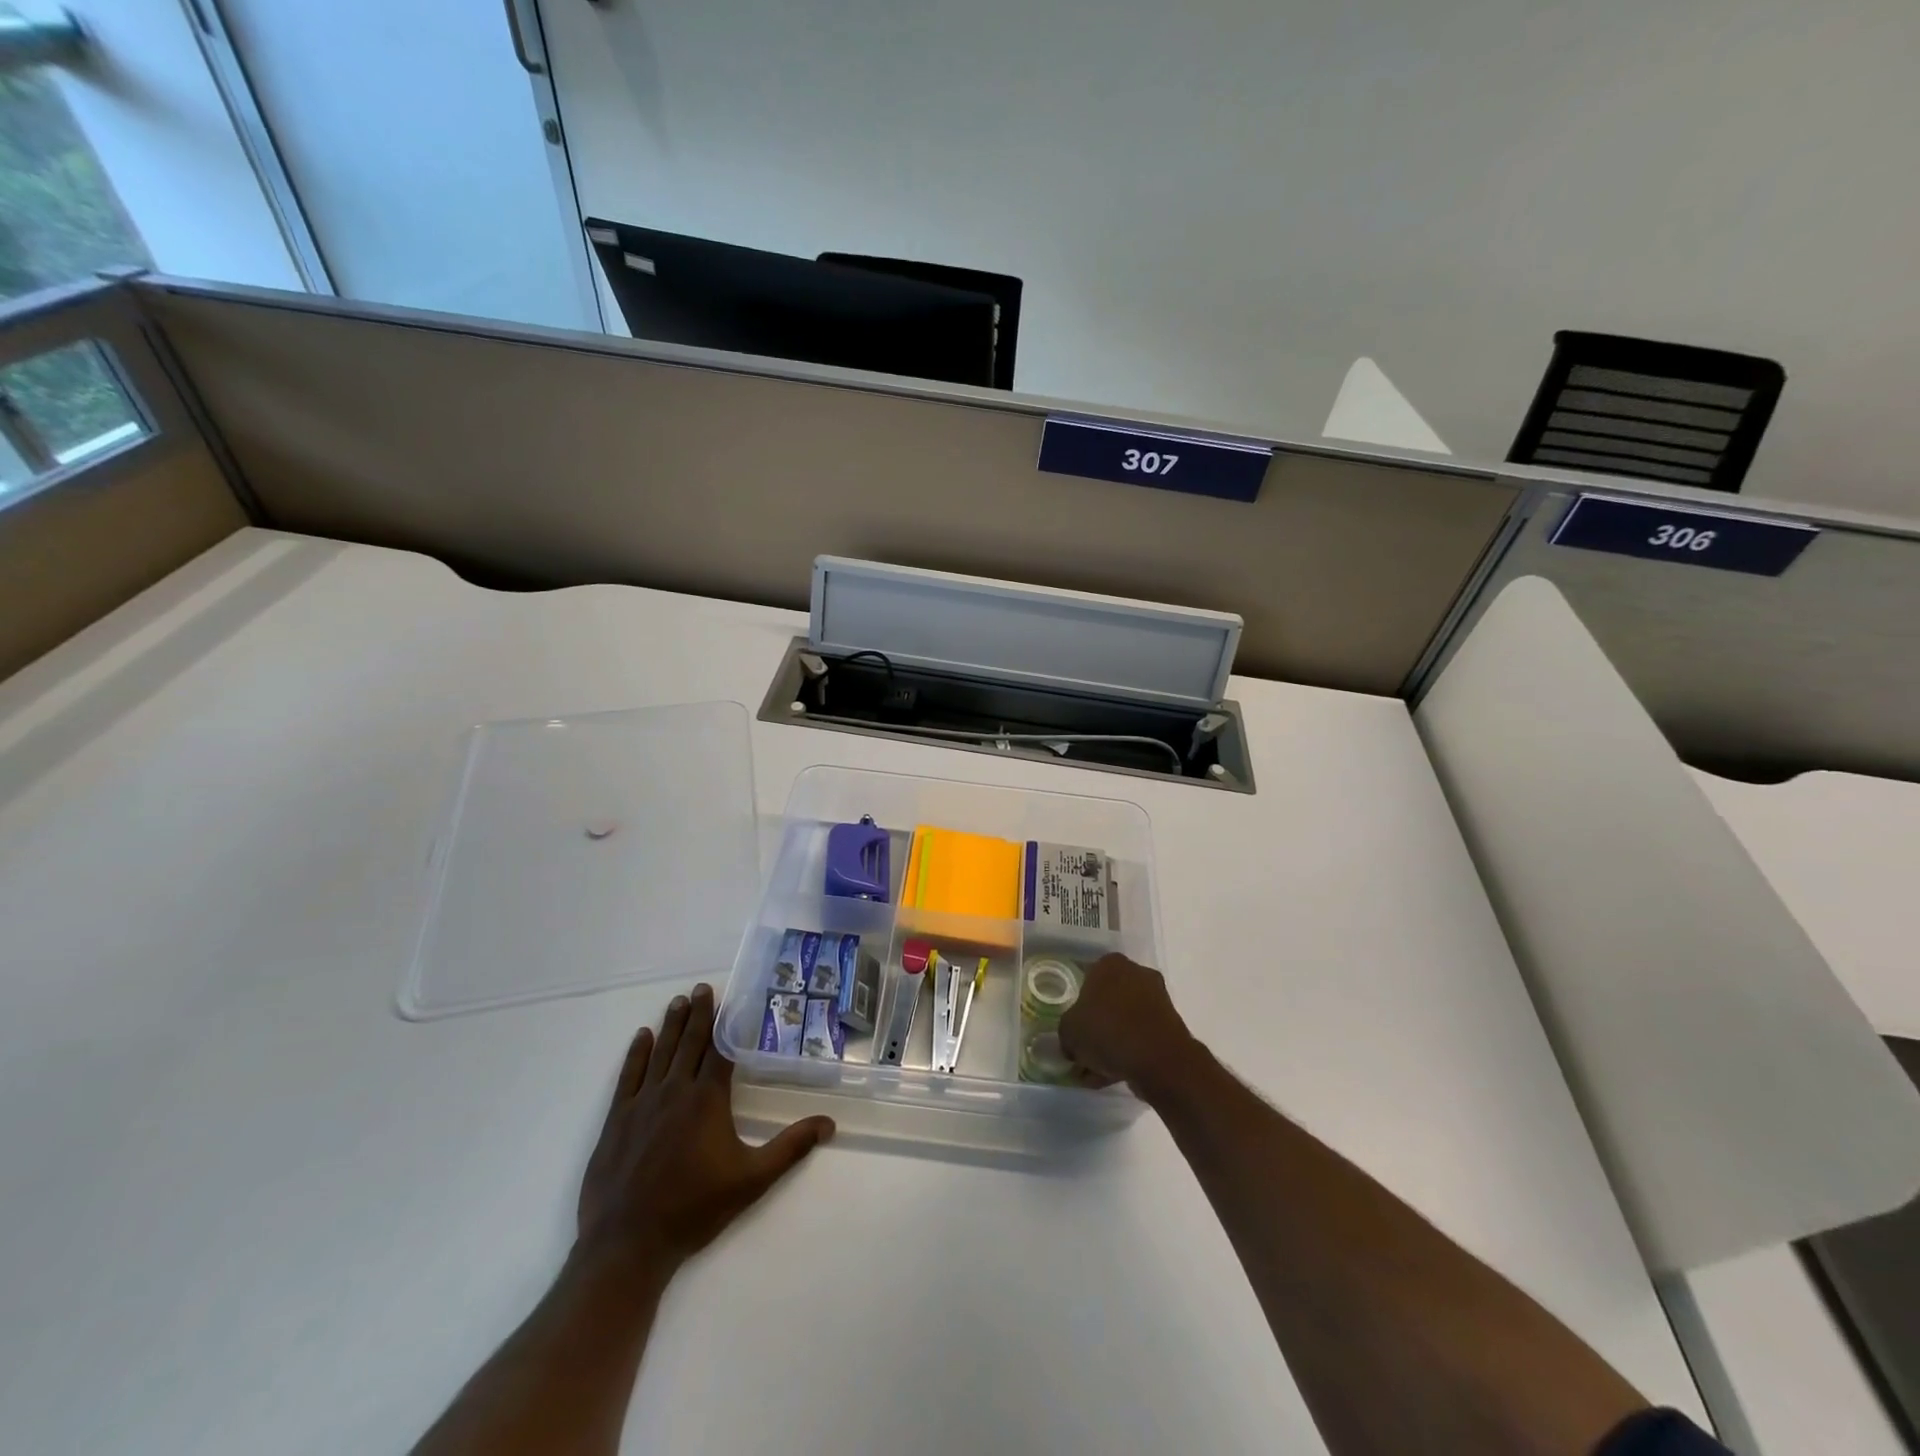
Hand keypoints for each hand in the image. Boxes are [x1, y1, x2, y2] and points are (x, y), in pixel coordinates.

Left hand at [577, 983, 834, 1272]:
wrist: (627, 1245)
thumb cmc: (694, 1209)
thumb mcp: (752, 1180)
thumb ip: (790, 1148)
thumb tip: (829, 1123)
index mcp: (707, 1100)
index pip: (719, 1050)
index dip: (725, 1023)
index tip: (728, 998)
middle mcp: (675, 1091)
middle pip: (689, 1043)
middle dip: (698, 1013)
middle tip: (701, 987)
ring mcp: (641, 1104)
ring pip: (660, 1053)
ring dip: (671, 1025)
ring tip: (678, 1001)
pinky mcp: (615, 1120)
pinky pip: (628, 1076)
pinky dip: (636, 1054)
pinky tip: (642, 1037)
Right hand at [1057, 953, 1201, 1099]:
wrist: (1159, 1059)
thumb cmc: (1107, 1031)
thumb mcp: (1069, 1031)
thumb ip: (1067, 1032)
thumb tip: (1073, 1042)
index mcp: (1110, 964)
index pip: (1086, 979)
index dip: (1077, 1006)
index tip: (1072, 1029)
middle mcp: (1135, 974)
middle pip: (1107, 1002)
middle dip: (1095, 1029)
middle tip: (1082, 1054)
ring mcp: (1156, 999)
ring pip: (1123, 1022)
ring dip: (1109, 1045)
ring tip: (1094, 1074)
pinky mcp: (1169, 1025)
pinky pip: (1140, 1037)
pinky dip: (1127, 1053)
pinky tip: (1112, 1077)